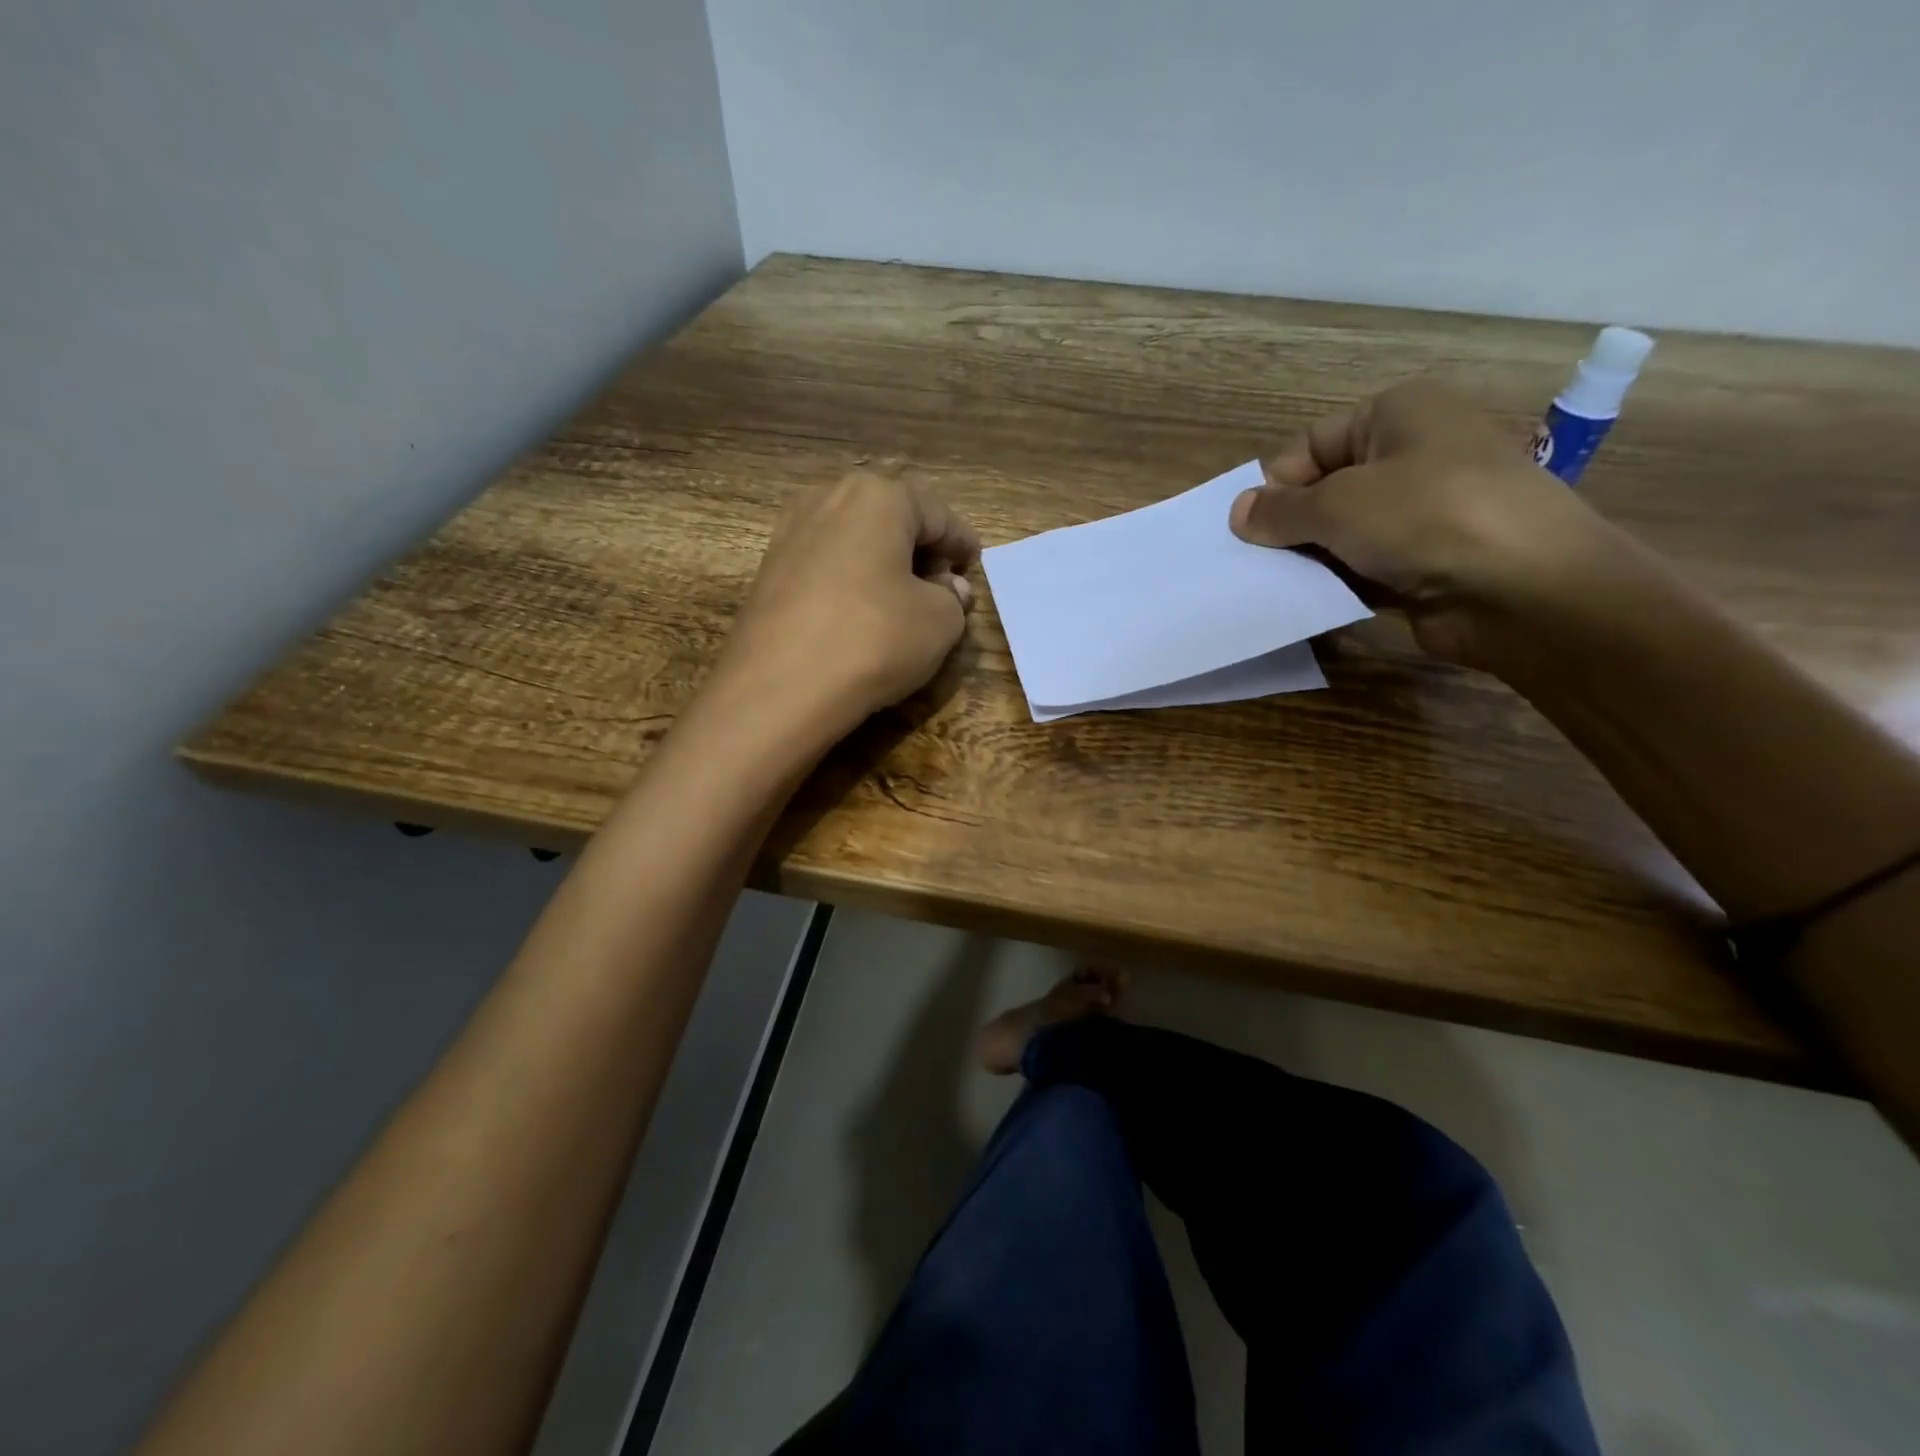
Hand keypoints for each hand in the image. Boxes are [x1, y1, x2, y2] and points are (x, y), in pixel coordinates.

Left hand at [711, 462, 979, 736]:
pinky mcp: (768, 570)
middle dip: (920, 549)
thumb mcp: (940, 623)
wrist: (778, 689)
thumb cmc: (873, 640)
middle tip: (942, 585)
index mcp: (877, 496)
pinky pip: (826, 566)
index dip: (962, 542)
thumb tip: (947, 588)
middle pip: (891, 519)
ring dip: (884, 565)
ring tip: (903, 603)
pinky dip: (851, 582)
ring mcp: (789, 533)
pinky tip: (861, 615)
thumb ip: (954, 598)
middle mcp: (828, 499)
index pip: (937, 514)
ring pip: (855, 541)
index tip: (975, 564)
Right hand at [1229, 380, 1627, 665]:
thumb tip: (1237, 513)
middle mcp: (1414, 454)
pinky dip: (1339, 584)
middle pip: (1327, 490)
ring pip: (1344, 534)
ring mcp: (1425, 512)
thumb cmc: (1426, 517)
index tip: (1245, 527)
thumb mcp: (1337, 504)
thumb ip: (1279, 511)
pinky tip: (1311, 603)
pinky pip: (1366, 569)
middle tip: (1253, 561)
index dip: (1276, 484)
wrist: (1524, 588)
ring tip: (1275, 586)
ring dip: (1311, 560)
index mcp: (1398, 414)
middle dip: (1290, 527)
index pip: (1313, 444)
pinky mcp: (1428, 563)